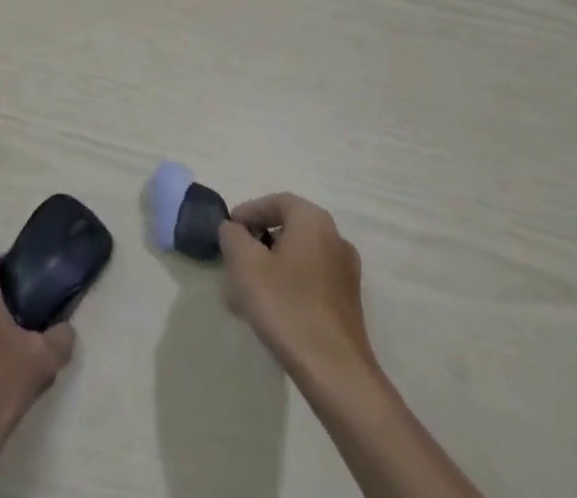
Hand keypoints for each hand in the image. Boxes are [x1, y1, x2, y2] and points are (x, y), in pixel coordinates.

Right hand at [218, 192, 374, 376]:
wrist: (336, 374)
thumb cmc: (287, 306)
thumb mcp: (245, 263)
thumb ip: (232, 235)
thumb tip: (233, 230)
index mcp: (313, 221)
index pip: (275, 202)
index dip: (248, 212)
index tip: (228, 231)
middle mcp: (335, 239)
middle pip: (287, 230)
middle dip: (257, 244)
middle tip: (235, 261)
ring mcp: (346, 274)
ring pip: (297, 258)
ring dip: (270, 268)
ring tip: (245, 292)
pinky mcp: (348, 305)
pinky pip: (310, 282)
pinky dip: (288, 286)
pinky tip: (270, 312)